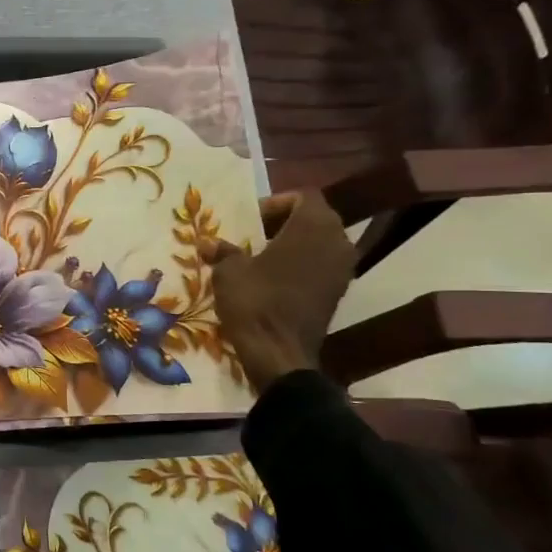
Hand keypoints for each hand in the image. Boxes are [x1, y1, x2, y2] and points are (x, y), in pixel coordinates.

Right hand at [200, 191, 355, 393]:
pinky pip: (321, 266)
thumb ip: (223, 251)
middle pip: (315, 218)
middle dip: (285, 223)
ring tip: (262, 259)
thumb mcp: (229, 272)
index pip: (304, 196)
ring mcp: (342, 269)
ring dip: (294, 246)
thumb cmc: (255, 302)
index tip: (252, 221)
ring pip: (320, 243)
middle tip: (254, 237)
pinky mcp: (338, 293)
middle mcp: (337, 242)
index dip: (276, 203)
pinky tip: (274, 282)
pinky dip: (301, 266)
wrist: (279, 354)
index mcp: (313, 226)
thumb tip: (209, 244)